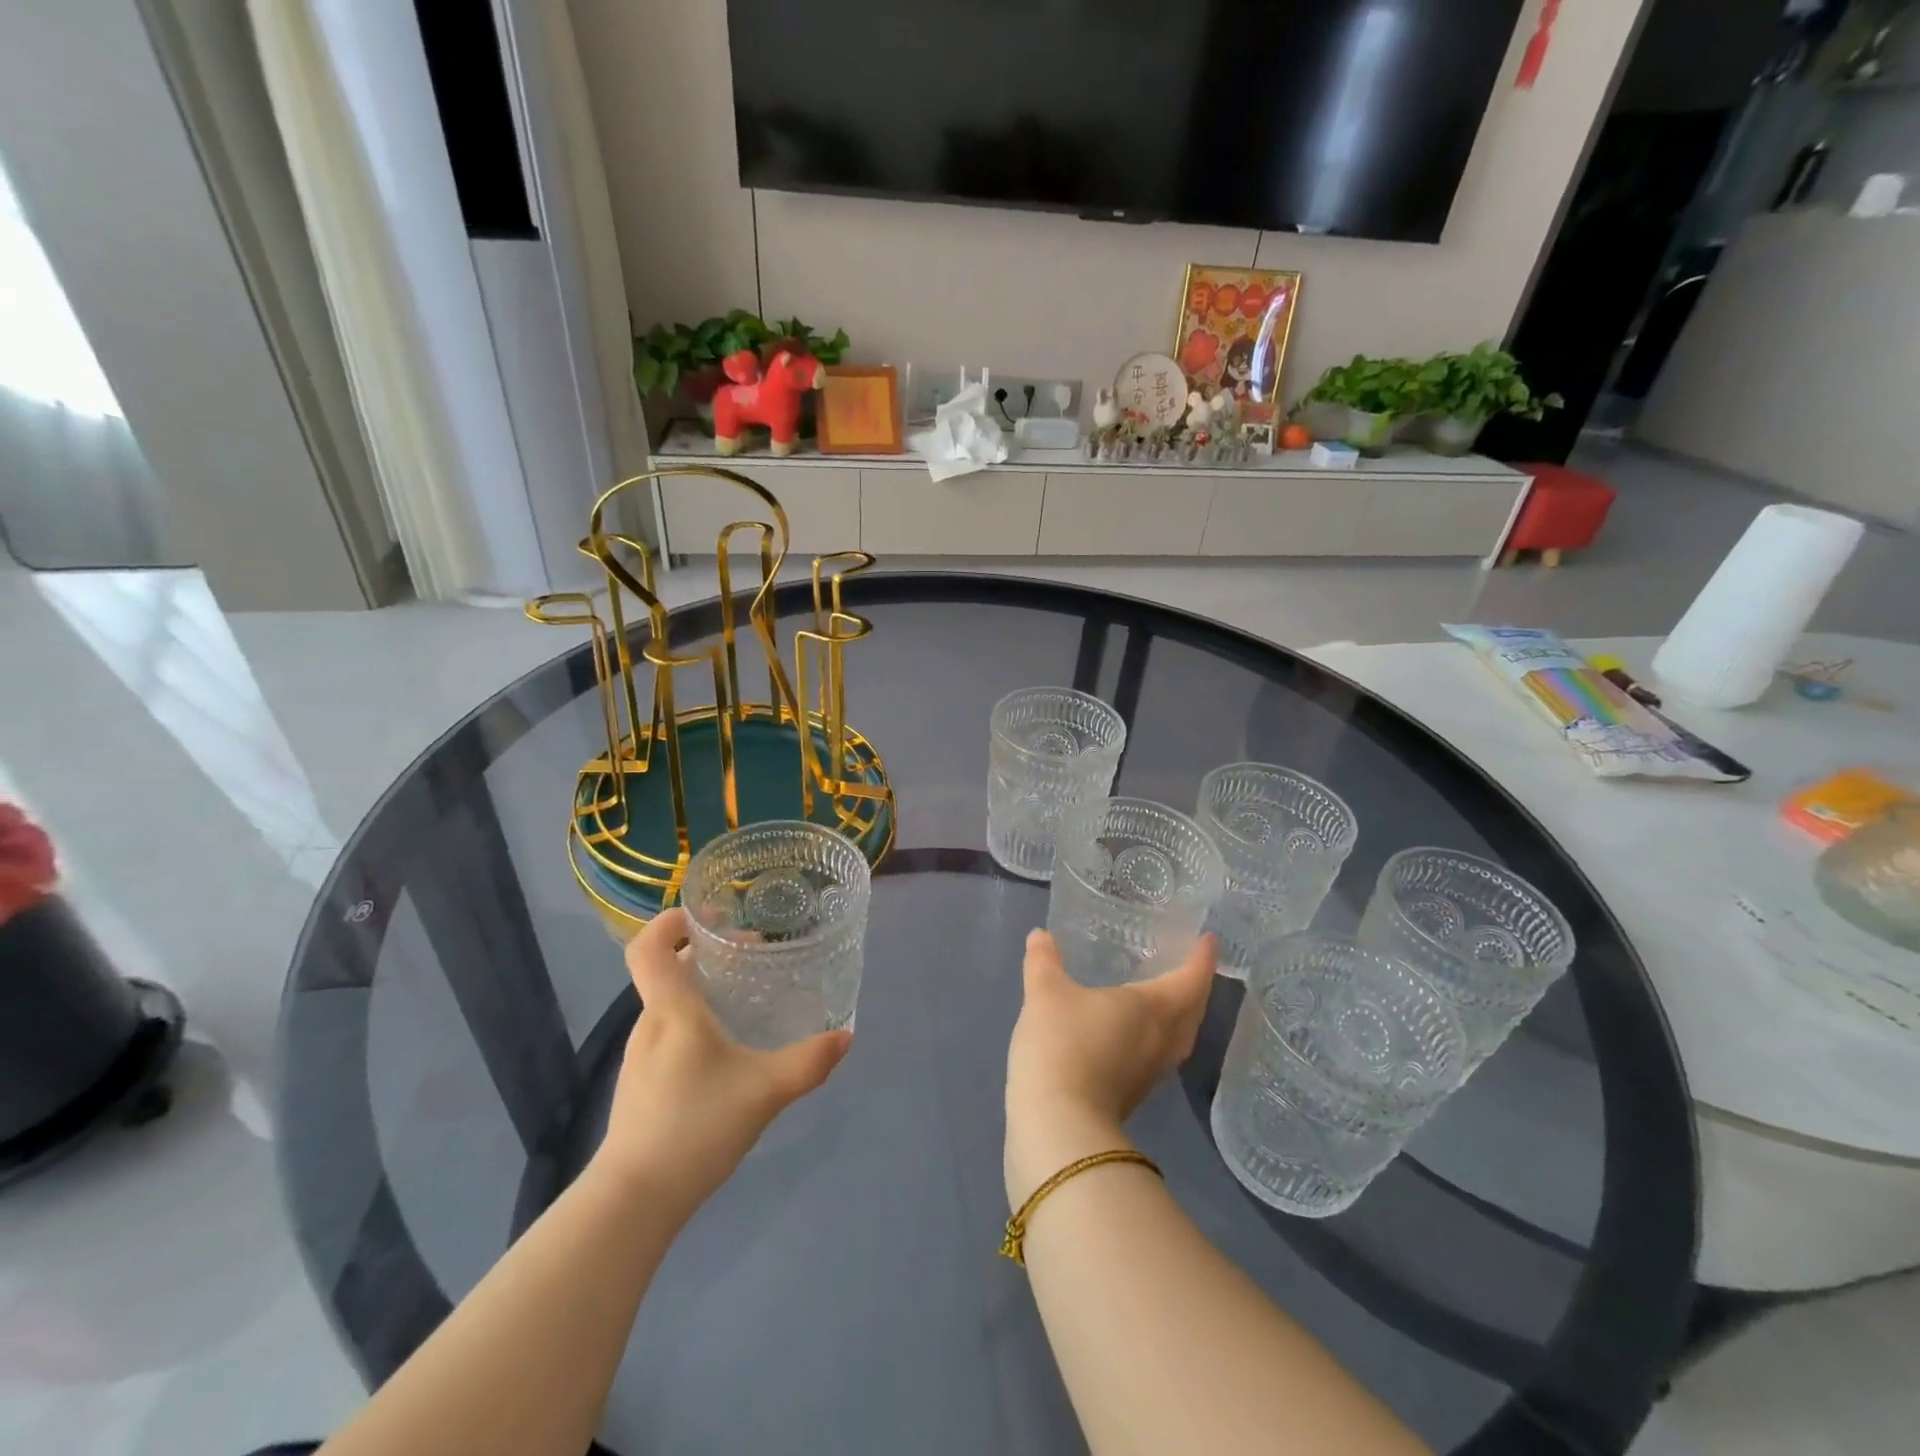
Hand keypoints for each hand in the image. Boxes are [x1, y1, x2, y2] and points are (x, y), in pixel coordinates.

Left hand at [592, 908, 850, 1215]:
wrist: (635, 1200)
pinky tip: (722, 1050)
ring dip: (698, 989)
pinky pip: (665, 1033)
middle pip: (664, 971)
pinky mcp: (640, 1085)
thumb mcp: (765, 1090)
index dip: (670, 922)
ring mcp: (639, 1058)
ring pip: (666, 1005)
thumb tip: (846, 1037)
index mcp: (671, 1011)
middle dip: (702, 953)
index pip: (648, 947)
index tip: (708, 915)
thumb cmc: (696, 1126)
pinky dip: (691, 1021)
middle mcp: (648, 1025)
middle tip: (748, 953)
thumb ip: (809, 1062)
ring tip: (740, 998)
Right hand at [1004, 929, 1215, 1205]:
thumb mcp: (1045, 992)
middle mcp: (1161, 1039)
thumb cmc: (1061, 1044)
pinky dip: (1158, 1036)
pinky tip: (1135, 1033)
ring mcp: (1151, 1072)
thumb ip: (1043, 961)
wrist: (1058, 1124)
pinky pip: (1160, 1054)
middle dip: (1196, 987)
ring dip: (1181, 1015)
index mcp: (1152, 1008)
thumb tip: (1039, 935)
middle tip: (1189, 966)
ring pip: (1179, 1037)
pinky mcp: (1134, 1094)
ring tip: (1167, 998)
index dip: (1202, 960)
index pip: (1190, 980)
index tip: (1209, 940)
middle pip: (1193, 1010)